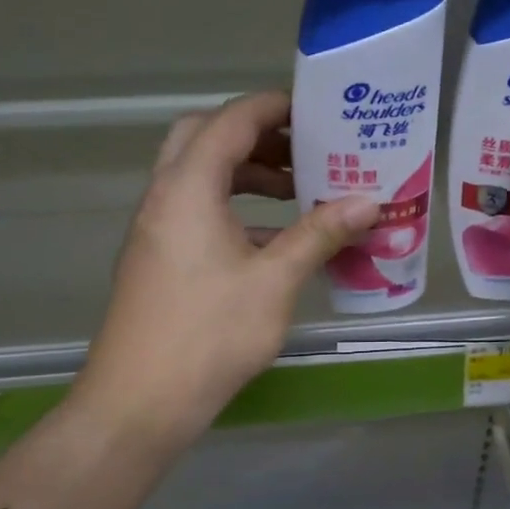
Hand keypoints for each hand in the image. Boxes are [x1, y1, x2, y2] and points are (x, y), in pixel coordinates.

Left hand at [74, 92, 378, 452]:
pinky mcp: (157, 260)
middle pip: (204, 139)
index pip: (230, 121)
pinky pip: (196, 212)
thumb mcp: (275, 281)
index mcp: (188, 188)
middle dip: (255, 137)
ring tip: (296, 192)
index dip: (272, 107)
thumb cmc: (209, 334)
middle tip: (301, 149)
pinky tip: (273, 242)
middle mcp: (164, 198)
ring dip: (244, 175)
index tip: (315, 110)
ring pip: (198, 178)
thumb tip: (369, 202)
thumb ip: (319, 234)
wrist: (140, 401)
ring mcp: (155, 230)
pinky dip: (233, 210)